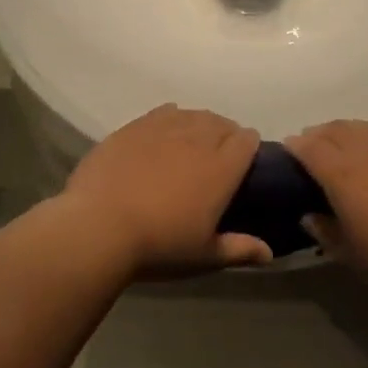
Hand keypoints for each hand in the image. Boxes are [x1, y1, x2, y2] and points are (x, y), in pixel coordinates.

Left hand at [61, 104, 270, 275]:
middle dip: (225, 135)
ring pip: (192, 114)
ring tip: (191, 143)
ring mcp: (163, 128)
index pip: (247, 140)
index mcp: (222, 167)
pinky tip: (163, 134)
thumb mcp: (204, 255)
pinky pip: (162, 113)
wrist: (99, 227)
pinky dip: (170, 119)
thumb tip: (268, 254)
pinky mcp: (133, 127)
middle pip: (221, 123)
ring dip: (198, 125)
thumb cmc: (159, 245)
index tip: (243, 164)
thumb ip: (239, 250)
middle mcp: (197, 139)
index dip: (249, 148)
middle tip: (216, 158)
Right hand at [286, 113, 367, 296]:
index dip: (295, 146)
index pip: (309, 148)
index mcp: (341, 175)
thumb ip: (325, 232)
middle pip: (334, 130)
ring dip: (346, 128)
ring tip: (343, 138)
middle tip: (312, 145)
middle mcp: (365, 151)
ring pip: (363, 124)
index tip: (289, 149)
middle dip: (318, 133)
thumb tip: (308, 216)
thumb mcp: (352, 254)